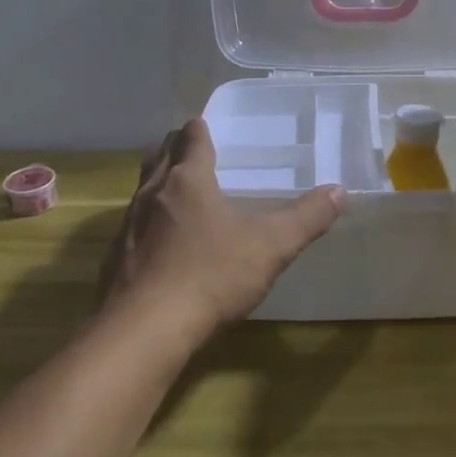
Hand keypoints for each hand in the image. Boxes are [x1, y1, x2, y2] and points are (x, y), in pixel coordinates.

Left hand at [98, 119, 345, 343]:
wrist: (143, 330)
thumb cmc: (210, 276)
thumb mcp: (270, 247)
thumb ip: (306, 218)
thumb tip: (340, 191)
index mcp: (188, 180)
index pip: (192, 137)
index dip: (201, 128)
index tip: (208, 126)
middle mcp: (152, 193)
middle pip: (160, 155)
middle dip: (177, 148)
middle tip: (197, 152)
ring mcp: (128, 225)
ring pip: (144, 188)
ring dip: (160, 183)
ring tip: (182, 193)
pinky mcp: (115, 257)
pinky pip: (133, 225)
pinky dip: (149, 222)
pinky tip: (163, 245)